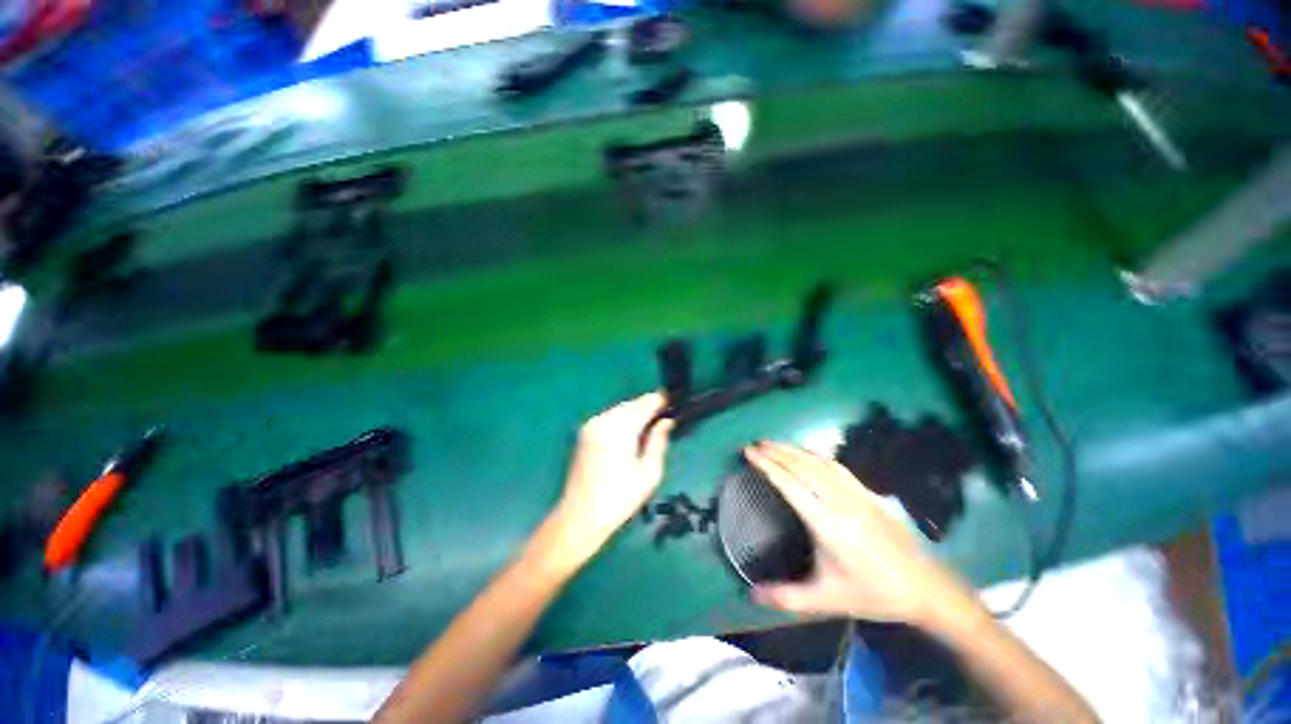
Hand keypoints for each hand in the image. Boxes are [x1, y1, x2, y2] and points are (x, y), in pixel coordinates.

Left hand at [547, 393, 673, 565]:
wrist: (580, 517)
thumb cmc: (619, 498)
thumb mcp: (649, 473)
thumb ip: (659, 441)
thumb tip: (667, 421)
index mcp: (620, 429)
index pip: (645, 403)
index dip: (661, 400)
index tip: (675, 403)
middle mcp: (603, 420)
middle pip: (632, 404)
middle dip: (649, 407)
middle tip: (666, 418)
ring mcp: (591, 424)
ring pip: (621, 409)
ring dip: (636, 413)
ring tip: (651, 426)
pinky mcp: (585, 432)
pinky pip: (610, 417)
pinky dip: (624, 419)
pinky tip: (631, 434)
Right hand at [743, 441, 975, 628]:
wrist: (926, 589)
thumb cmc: (874, 594)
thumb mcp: (828, 600)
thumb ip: (787, 597)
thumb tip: (751, 595)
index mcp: (827, 524)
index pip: (790, 484)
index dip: (767, 465)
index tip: (749, 452)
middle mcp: (840, 501)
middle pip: (802, 466)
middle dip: (776, 451)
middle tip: (754, 444)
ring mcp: (857, 494)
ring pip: (819, 462)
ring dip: (793, 449)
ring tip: (773, 443)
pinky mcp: (869, 493)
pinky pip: (837, 466)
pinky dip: (816, 455)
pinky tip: (808, 453)